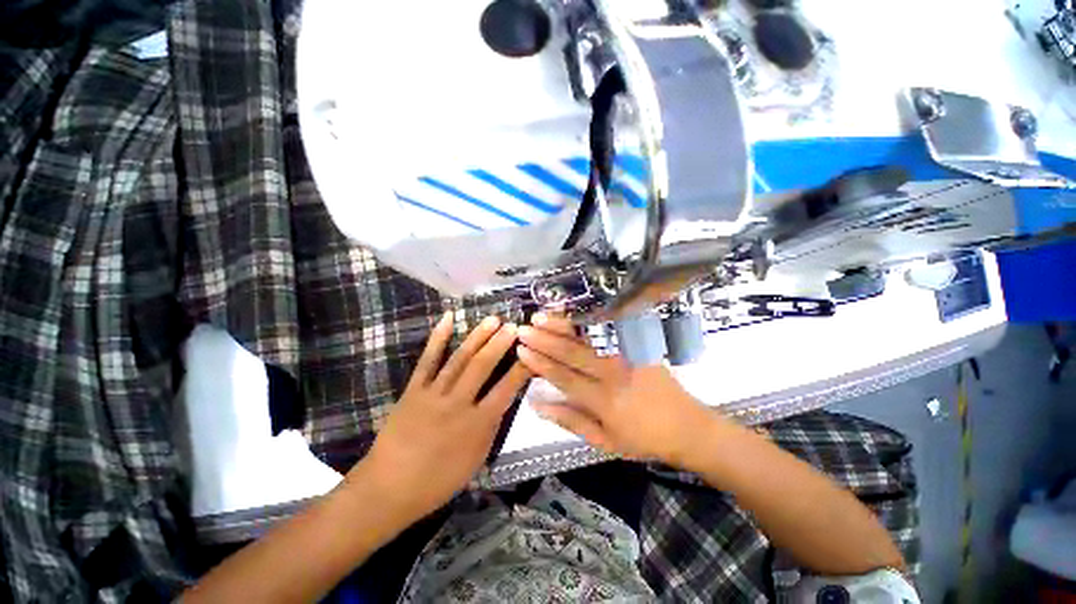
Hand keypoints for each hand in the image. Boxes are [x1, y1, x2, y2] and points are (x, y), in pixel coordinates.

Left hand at [359, 312, 530, 518]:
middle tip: (513, 326)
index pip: (506, 390)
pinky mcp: (413, 390)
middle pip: (482, 367)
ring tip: (492, 319)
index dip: (521, 369)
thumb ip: (491, 427)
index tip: (532, 352)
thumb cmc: (437, 481)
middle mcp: (457, 404)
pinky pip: (427, 361)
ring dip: (477, 337)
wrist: (388, 489)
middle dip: (500, 344)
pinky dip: (437, 338)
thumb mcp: (475, 460)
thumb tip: (503, 400)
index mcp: (476, 425)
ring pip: (459, 359)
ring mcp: (433, 394)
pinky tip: (447, 319)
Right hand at [516, 315, 713, 465]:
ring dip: (562, 326)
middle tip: (523, 329)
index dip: (540, 363)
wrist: (688, 427)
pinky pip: (608, 331)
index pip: (564, 377)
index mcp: (604, 401)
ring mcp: (627, 357)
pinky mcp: (638, 347)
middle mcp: (613, 375)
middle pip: (572, 353)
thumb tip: (538, 404)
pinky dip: (588, 321)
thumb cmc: (643, 438)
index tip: (521, 351)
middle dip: (544, 340)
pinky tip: (573, 313)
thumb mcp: (605, 441)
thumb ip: (570, 421)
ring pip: (588, 338)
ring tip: (541, 317)